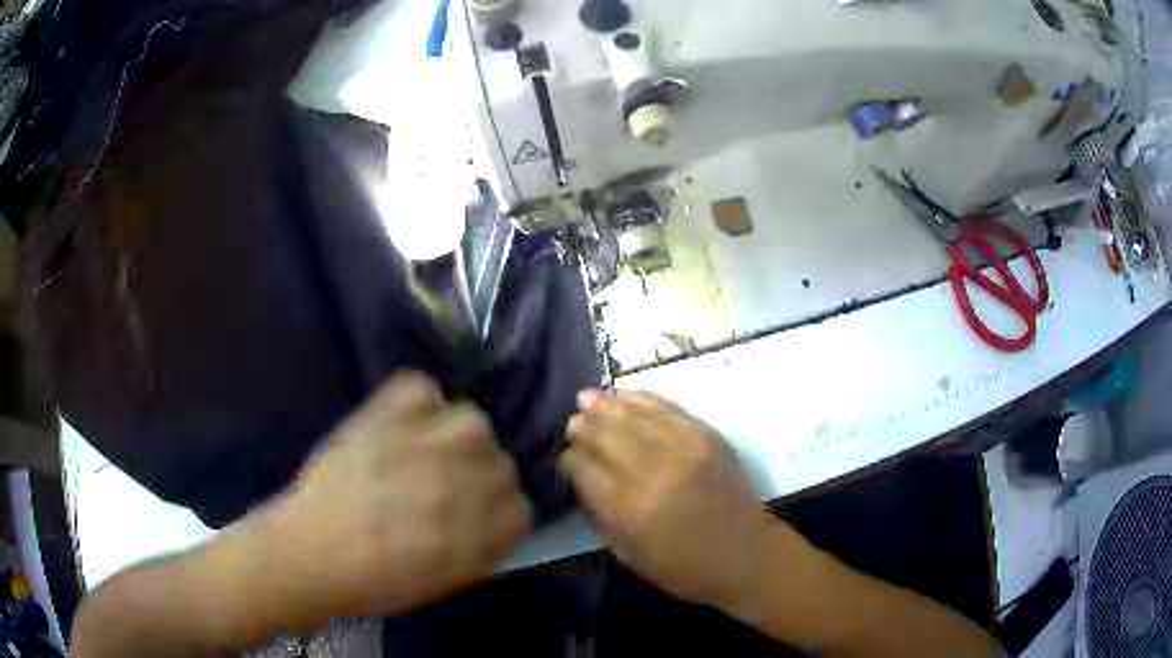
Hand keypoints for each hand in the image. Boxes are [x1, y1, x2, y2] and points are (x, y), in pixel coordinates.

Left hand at [264, 372, 532, 619]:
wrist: (314, 551)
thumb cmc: (382, 581)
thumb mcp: (452, 578)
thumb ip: (485, 543)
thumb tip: (489, 516)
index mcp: (500, 523)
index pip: (519, 504)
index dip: (488, 512)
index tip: (462, 518)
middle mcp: (485, 471)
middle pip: (498, 461)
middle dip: (469, 475)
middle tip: (429, 488)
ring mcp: (445, 432)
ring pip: (469, 422)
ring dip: (446, 438)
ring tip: (408, 455)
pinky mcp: (401, 404)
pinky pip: (423, 390)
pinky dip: (412, 405)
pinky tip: (391, 429)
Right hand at [561, 390, 775, 607]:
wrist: (746, 555)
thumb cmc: (683, 567)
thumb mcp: (629, 554)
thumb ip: (600, 514)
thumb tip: (581, 477)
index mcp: (630, 509)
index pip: (586, 470)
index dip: (570, 459)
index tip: (565, 457)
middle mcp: (654, 473)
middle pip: (607, 436)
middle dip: (585, 426)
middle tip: (573, 422)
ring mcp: (684, 449)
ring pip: (634, 416)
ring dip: (607, 405)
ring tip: (588, 398)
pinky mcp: (706, 437)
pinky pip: (666, 409)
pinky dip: (640, 399)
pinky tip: (623, 395)